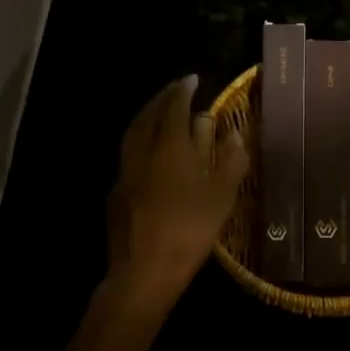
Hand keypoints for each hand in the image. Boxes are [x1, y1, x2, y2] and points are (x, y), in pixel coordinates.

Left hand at [106, 74, 248, 304]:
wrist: (144, 271)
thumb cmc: (190, 229)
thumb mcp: (221, 196)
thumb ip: (229, 161)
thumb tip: (234, 134)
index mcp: (169, 146)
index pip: (174, 107)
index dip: (183, 90)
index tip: (192, 79)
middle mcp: (142, 152)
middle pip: (148, 115)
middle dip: (162, 99)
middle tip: (175, 92)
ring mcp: (125, 173)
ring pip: (133, 134)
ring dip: (146, 118)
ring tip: (159, 115)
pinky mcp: (116, 194)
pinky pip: (128, 155)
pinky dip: (139, 142)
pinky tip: (148, 154)